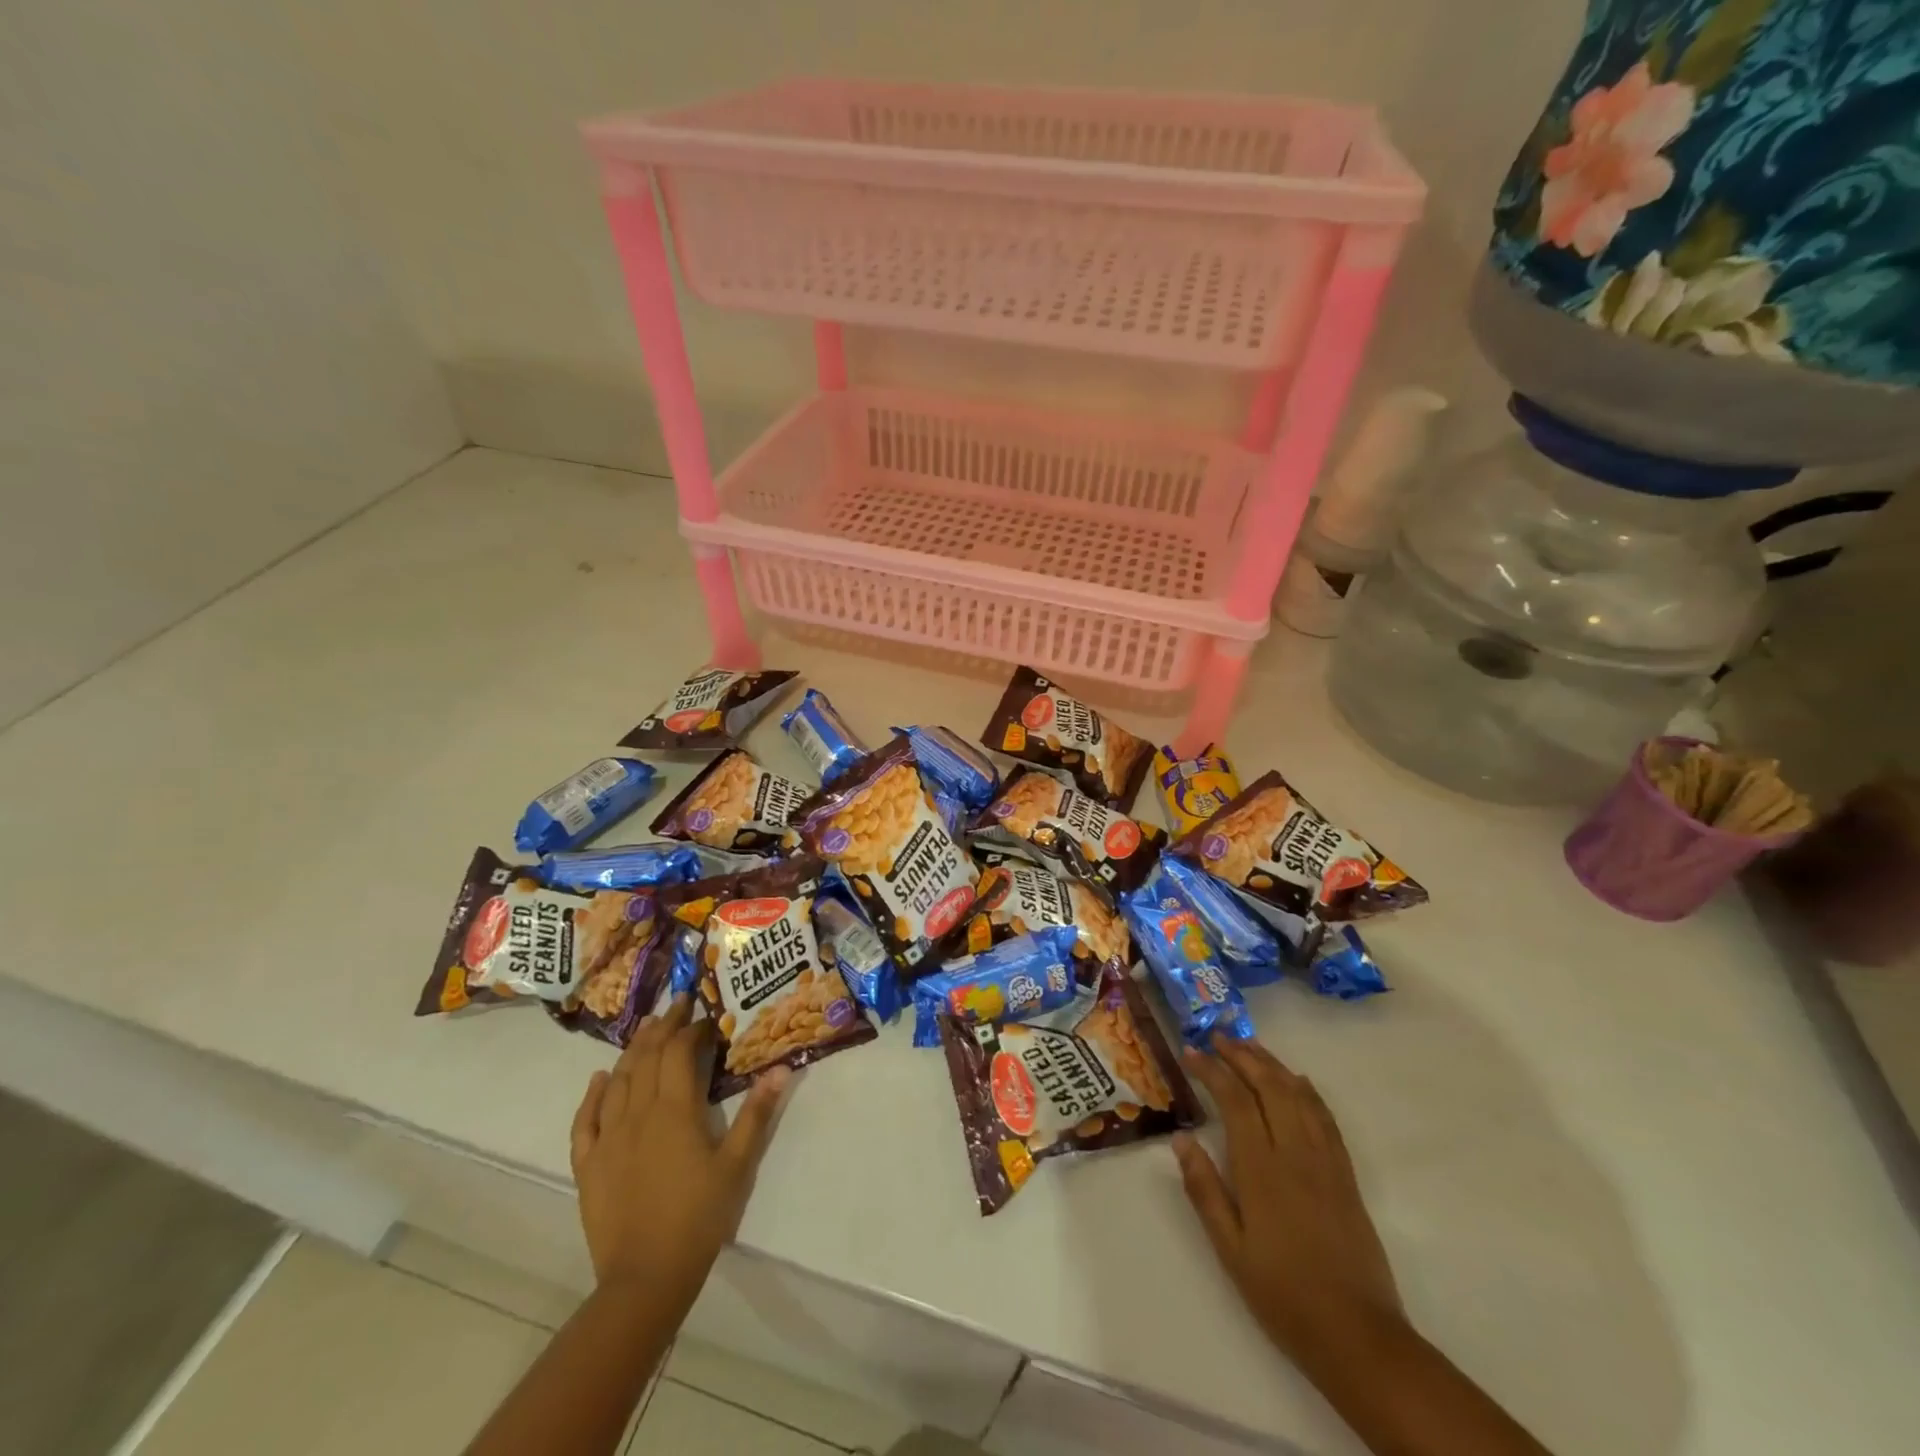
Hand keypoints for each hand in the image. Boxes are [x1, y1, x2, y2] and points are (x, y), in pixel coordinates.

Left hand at [569, 995, 788, 1305]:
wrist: (645, 1278)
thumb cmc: (699, 1217)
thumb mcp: (738, 1165)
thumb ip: (757, 1114)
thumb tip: (781, 1068)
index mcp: (675, 1111)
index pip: (679, 1053)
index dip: (693, 1030)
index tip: (708, 1019)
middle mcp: (638, 1113)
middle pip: (647, 1057)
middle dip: (663, 1027)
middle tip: (677, 1005)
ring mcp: (608, 1138)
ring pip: (617, 1081)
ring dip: (633, 1050)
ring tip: (647, 1029)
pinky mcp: (588, 1164)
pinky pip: (585, 1120)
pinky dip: (592, 1095)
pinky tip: (600, 1079)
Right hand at [1174, 1036, 1402, 1361]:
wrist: (1359, 1336)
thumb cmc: (1283, 1294)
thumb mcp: (1230, 1250)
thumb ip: (1204, 1190)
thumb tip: (1182, 1139)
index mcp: (1261, 1170)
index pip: (1234, 1100)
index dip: (1211, 1070)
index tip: (1190, 1052)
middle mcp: (1295, 1154)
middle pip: (1269, 1086)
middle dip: (1241, 1056)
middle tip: (1217, 1037)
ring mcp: (1325, 1162)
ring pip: (1298, 1095)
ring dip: (1272, 1065)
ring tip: (1249, 1047)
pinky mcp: (1346, 1176)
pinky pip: (1326, 1118)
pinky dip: (1308, 1091)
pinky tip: (1298, 1081)